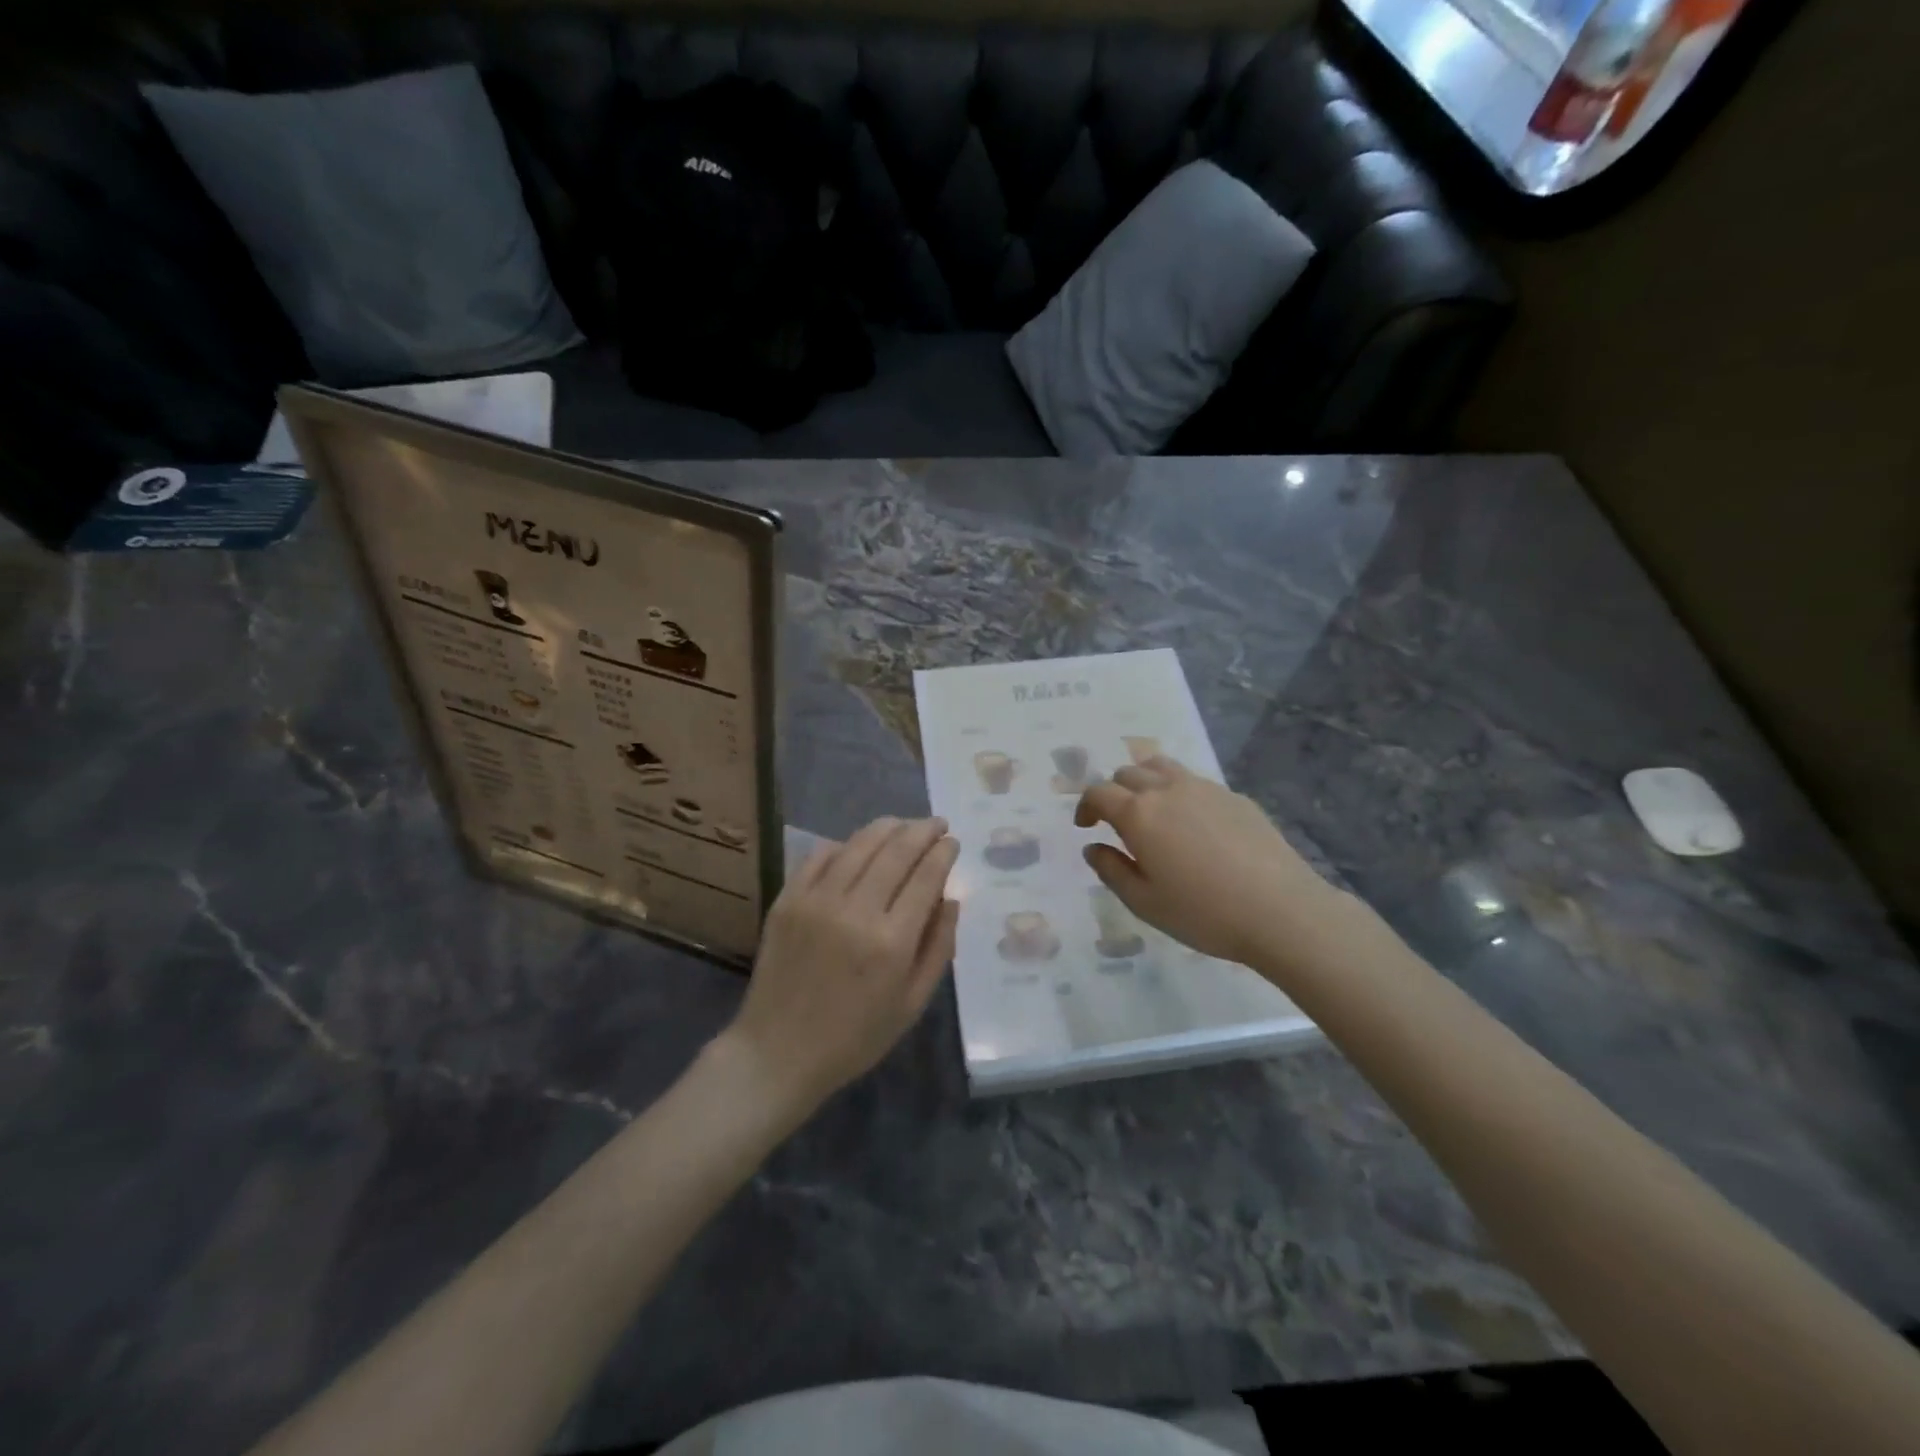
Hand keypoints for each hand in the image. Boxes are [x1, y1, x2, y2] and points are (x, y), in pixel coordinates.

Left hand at [724, 817, 958, 1113]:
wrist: (778, 1052)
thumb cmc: (855, 1036)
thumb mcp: (912, 1003)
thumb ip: (938, 947)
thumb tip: (951, 898)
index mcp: (892, 941)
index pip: (926, 876)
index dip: (943, 852)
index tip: (952, 842)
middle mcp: (856, 911)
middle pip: (897, 851)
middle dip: (922, 831)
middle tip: (936, 824)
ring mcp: (817, 900)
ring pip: (859, 844)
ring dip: (888, 828)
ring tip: (903, 825)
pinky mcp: (788, 899)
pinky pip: (821, 856)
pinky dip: (845, 844)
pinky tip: (858, 845)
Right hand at [1075, 757, 1343, 966]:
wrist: (1281, 911)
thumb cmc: (1203, 912)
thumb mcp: (1144, 903)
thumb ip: (1111, 870)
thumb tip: (1093, 848)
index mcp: (1138, 814)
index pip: (1099, 792)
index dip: (1085, 806)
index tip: (1086, 826)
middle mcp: (1167, 789)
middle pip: (1128, 773)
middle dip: (1114, 792)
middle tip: (1116, 821)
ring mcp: (1205, 788)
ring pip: (1162, 767)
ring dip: (1145, 781)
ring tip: (1151, 810)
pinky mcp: (1235, 796)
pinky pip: (1195, 782)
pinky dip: (1179, 792)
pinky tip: (1193, 825)